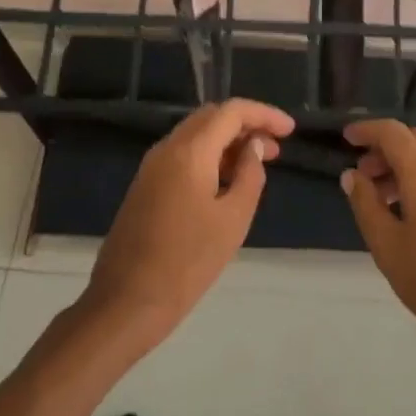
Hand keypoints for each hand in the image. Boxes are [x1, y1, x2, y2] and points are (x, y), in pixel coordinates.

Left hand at [83, 99, 295, 354]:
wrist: (125, 304)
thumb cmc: (186, 263)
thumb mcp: (233, 220)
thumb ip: (250, 176)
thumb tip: (253, 148)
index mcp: (190, 151)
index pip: (232, 111)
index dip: (264, 114)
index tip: (290, 130)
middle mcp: (168, 148)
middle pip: (212, 117)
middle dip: (246, 125)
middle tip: (275, 148)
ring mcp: (152, 166)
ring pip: (196, 135)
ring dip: (228, 141)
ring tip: (256, 165)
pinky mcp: (145, 185)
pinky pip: (183, 155)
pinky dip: (210, 156)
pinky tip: (226, 182)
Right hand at [341, 120, 415, 359]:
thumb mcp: (388, 246)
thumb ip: (366, 205)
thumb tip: (351, 175)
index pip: (393, 132)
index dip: (368, 130)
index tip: (346, 138)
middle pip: (412, 139)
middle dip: (383, 147)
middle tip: (361, 172)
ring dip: (399, 165)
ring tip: (377, 197)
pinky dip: (415, 180)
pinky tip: (403, 214)